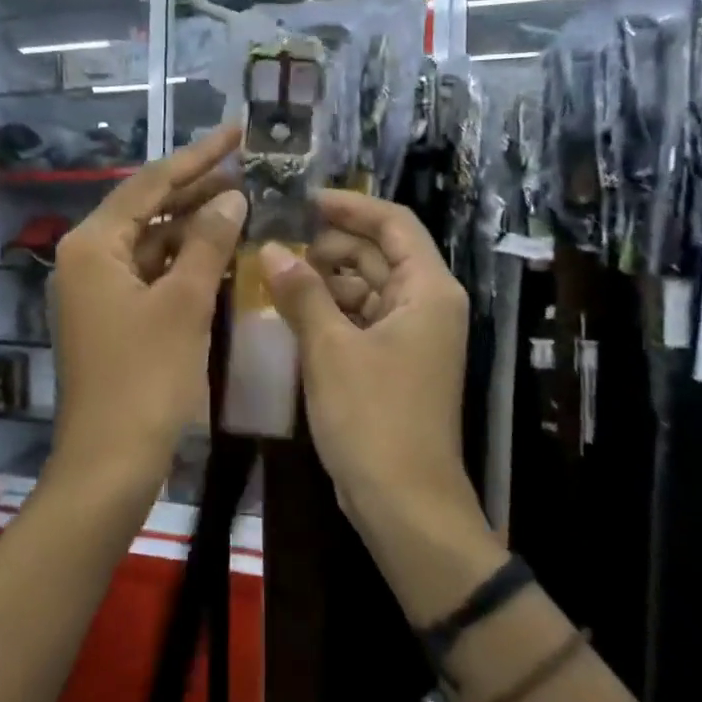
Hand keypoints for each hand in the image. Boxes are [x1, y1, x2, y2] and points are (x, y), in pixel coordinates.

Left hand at [49, 125, 246, 496]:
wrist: (111, 460)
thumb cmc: (146, 378)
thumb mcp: (183, 304)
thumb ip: (208, 244)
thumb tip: (232, 198)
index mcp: (93, 245)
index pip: (150, 184)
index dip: (198, 157)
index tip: (237, 132)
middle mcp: (87, 259)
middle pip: (147, 210)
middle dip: (196, 190)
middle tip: (248, 168)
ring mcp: (97, 291)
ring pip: (151, 244)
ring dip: (193, 228)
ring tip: (243, 206)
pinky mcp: (112, 318)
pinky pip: (151, 275)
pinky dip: (184, 264)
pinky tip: (220, 255)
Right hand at [261, 191, 470, 525]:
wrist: (403, 501)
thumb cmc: (373, 418)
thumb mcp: (331, 349)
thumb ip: (302, 293)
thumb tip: (273, 248)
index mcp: (428, 290)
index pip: (393, 224)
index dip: (350, 206)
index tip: (303, 199)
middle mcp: (426, 305)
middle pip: (378, 254)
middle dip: (329, 245)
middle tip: (275, 242)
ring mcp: (411, 337)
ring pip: (366, 288)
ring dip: (325, 280)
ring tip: (275, 274)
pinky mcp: (393, 363)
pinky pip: (361, 320)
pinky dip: (330, 311)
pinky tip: (291, 311)